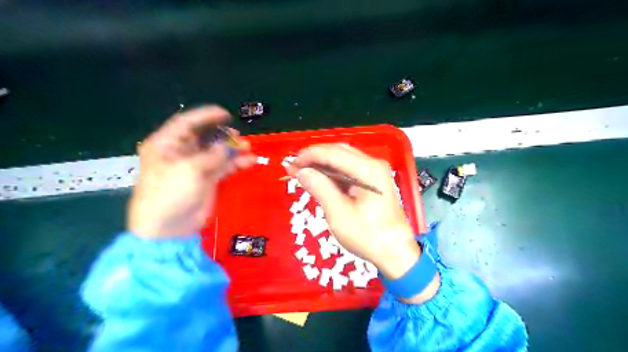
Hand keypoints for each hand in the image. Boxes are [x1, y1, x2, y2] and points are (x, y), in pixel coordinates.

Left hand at [128, 104, 255, 238]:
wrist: (169, 229)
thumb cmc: (170, 194)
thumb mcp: (189, 170)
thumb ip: (211, 155)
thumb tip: (226, 146)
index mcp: (167, 145)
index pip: (187, 123)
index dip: (206, 116)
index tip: (226, 114)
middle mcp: (181, 152)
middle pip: (205, 136)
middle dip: (223, 134)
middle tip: (239, 136)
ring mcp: (195, 166)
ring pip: (217, 151)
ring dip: (233, 149)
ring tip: (248, 148)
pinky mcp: (207, 179)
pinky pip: (224, 166)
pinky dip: (236, 163)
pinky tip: (249, 162)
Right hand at [286, 145, 418, 278]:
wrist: (396, 252)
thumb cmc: (368, 236)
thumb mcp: (339, 213)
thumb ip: (320, 188)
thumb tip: (302, 171)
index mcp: (368, 169)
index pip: (333, 153)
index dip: (309, 156)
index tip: (291, 164)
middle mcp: (374, 164)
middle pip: (339, 151)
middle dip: (315, 157)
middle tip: (294, 167)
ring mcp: (376, 172)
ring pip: (344, 159)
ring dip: (322, 164)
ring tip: (302, 172)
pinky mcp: (374, 181)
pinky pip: (349, 170)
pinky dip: (333, 173)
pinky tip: (319, 179)